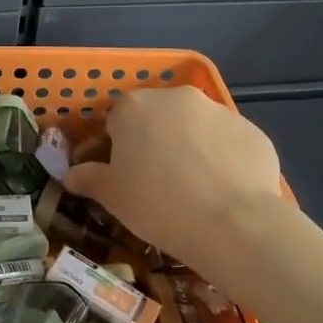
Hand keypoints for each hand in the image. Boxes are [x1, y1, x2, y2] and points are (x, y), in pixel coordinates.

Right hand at [64, 87, 295, 276]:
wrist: (234, 225)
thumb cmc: (158, 205)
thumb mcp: (112, 197)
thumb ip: (88, 179)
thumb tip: (70, 175)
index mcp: (134, 106)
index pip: (116, 120)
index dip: (118, 148)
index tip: (124, 175)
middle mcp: (175, 97)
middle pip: (157, 116)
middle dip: (155, 141)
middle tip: (158, 181)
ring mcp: (218, 111)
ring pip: (195, 127)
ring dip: (191, 147)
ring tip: (196, 188)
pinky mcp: (252, 130)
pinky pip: (229, 142)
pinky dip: (224, 159)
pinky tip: (225, 191)